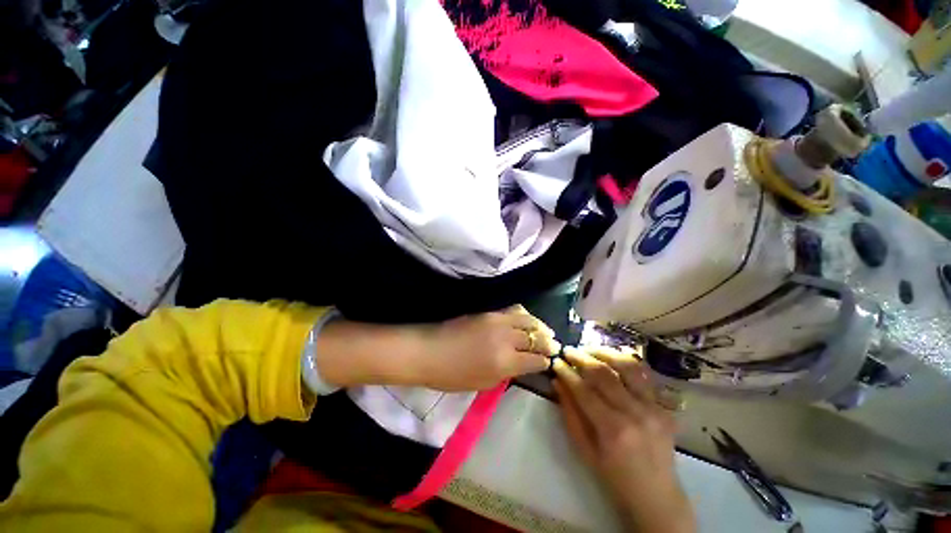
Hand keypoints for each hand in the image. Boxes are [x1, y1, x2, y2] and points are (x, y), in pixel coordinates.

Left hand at [315, 306, 559, 392]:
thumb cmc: (452, 375)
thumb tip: (522, 364)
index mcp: (504, 361)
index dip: (545, 362)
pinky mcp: (490, 312)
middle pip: (536, 336)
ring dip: (540, 326)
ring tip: (545, 332)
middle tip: (553, 346)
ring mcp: (498, 321)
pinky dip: (525, 316)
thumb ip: (506, 373)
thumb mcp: (482, 383)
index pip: (535, 360)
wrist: (428, 350)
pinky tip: (526, 321)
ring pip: (528, 319)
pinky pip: (514, 310)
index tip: (548, 363)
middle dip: (548, 342)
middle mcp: (506, 338)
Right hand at [553, 346, 694, 532]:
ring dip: (605, 353)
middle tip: (568, 351)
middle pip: (604, 373)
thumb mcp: (584, 450)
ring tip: (589, 349)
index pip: (583, 390)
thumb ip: (570, 413)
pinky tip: (613, 356)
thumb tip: (557, 382)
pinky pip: (645, 375)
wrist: (657, 496)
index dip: (567, 372)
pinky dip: (627, 361)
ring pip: (627, 366)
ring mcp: (653, 408)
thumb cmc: (614, 477)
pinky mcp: (664, 406)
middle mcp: (635, 413)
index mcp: (612, 429)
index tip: (556, 361)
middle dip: (581, 357)